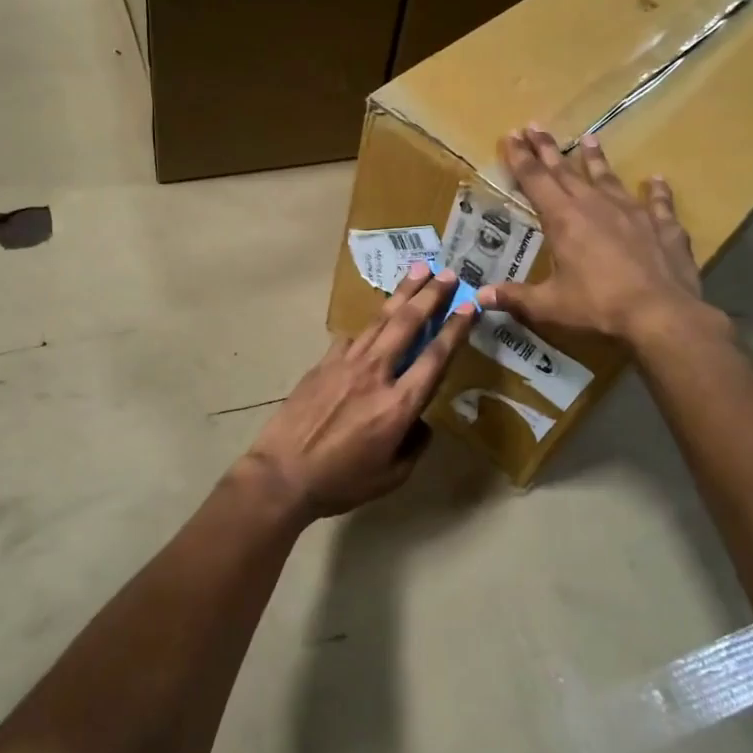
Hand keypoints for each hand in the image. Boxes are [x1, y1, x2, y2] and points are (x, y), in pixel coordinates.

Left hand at [244, 264, 477, 520]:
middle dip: (430, 295)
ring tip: (419, 270)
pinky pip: (352, 338)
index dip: (455, 328)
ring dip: (402, 294)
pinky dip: (368, 326)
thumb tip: (420, 422)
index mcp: (399, 404)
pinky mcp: (323, 363)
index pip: (435, 357)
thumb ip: (415, 445)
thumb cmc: (341, 482)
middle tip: (447, 273)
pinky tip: (374, 321)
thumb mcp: (392, 476)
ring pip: (379, 320)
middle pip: (408, 324)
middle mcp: (376, 374)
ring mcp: (346, 363)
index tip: (469, 305)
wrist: (282, 474)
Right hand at [478, 125, 724, 349]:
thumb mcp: (549, 305)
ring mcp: (633, 213)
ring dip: (596, 159)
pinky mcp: (663, 227)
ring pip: (609, 178)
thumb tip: (479, 297)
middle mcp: (596, 206)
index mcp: (564, 220)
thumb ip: (515, 297)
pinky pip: (658, 203)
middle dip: (548, 149)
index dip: (520, 158)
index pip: (535, 181)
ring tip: (589, 138)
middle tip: (535, 126)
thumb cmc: (598, 307)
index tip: (510, 135)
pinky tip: (656, 180)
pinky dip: (656, 191)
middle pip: (566, 171)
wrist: (660, 313)